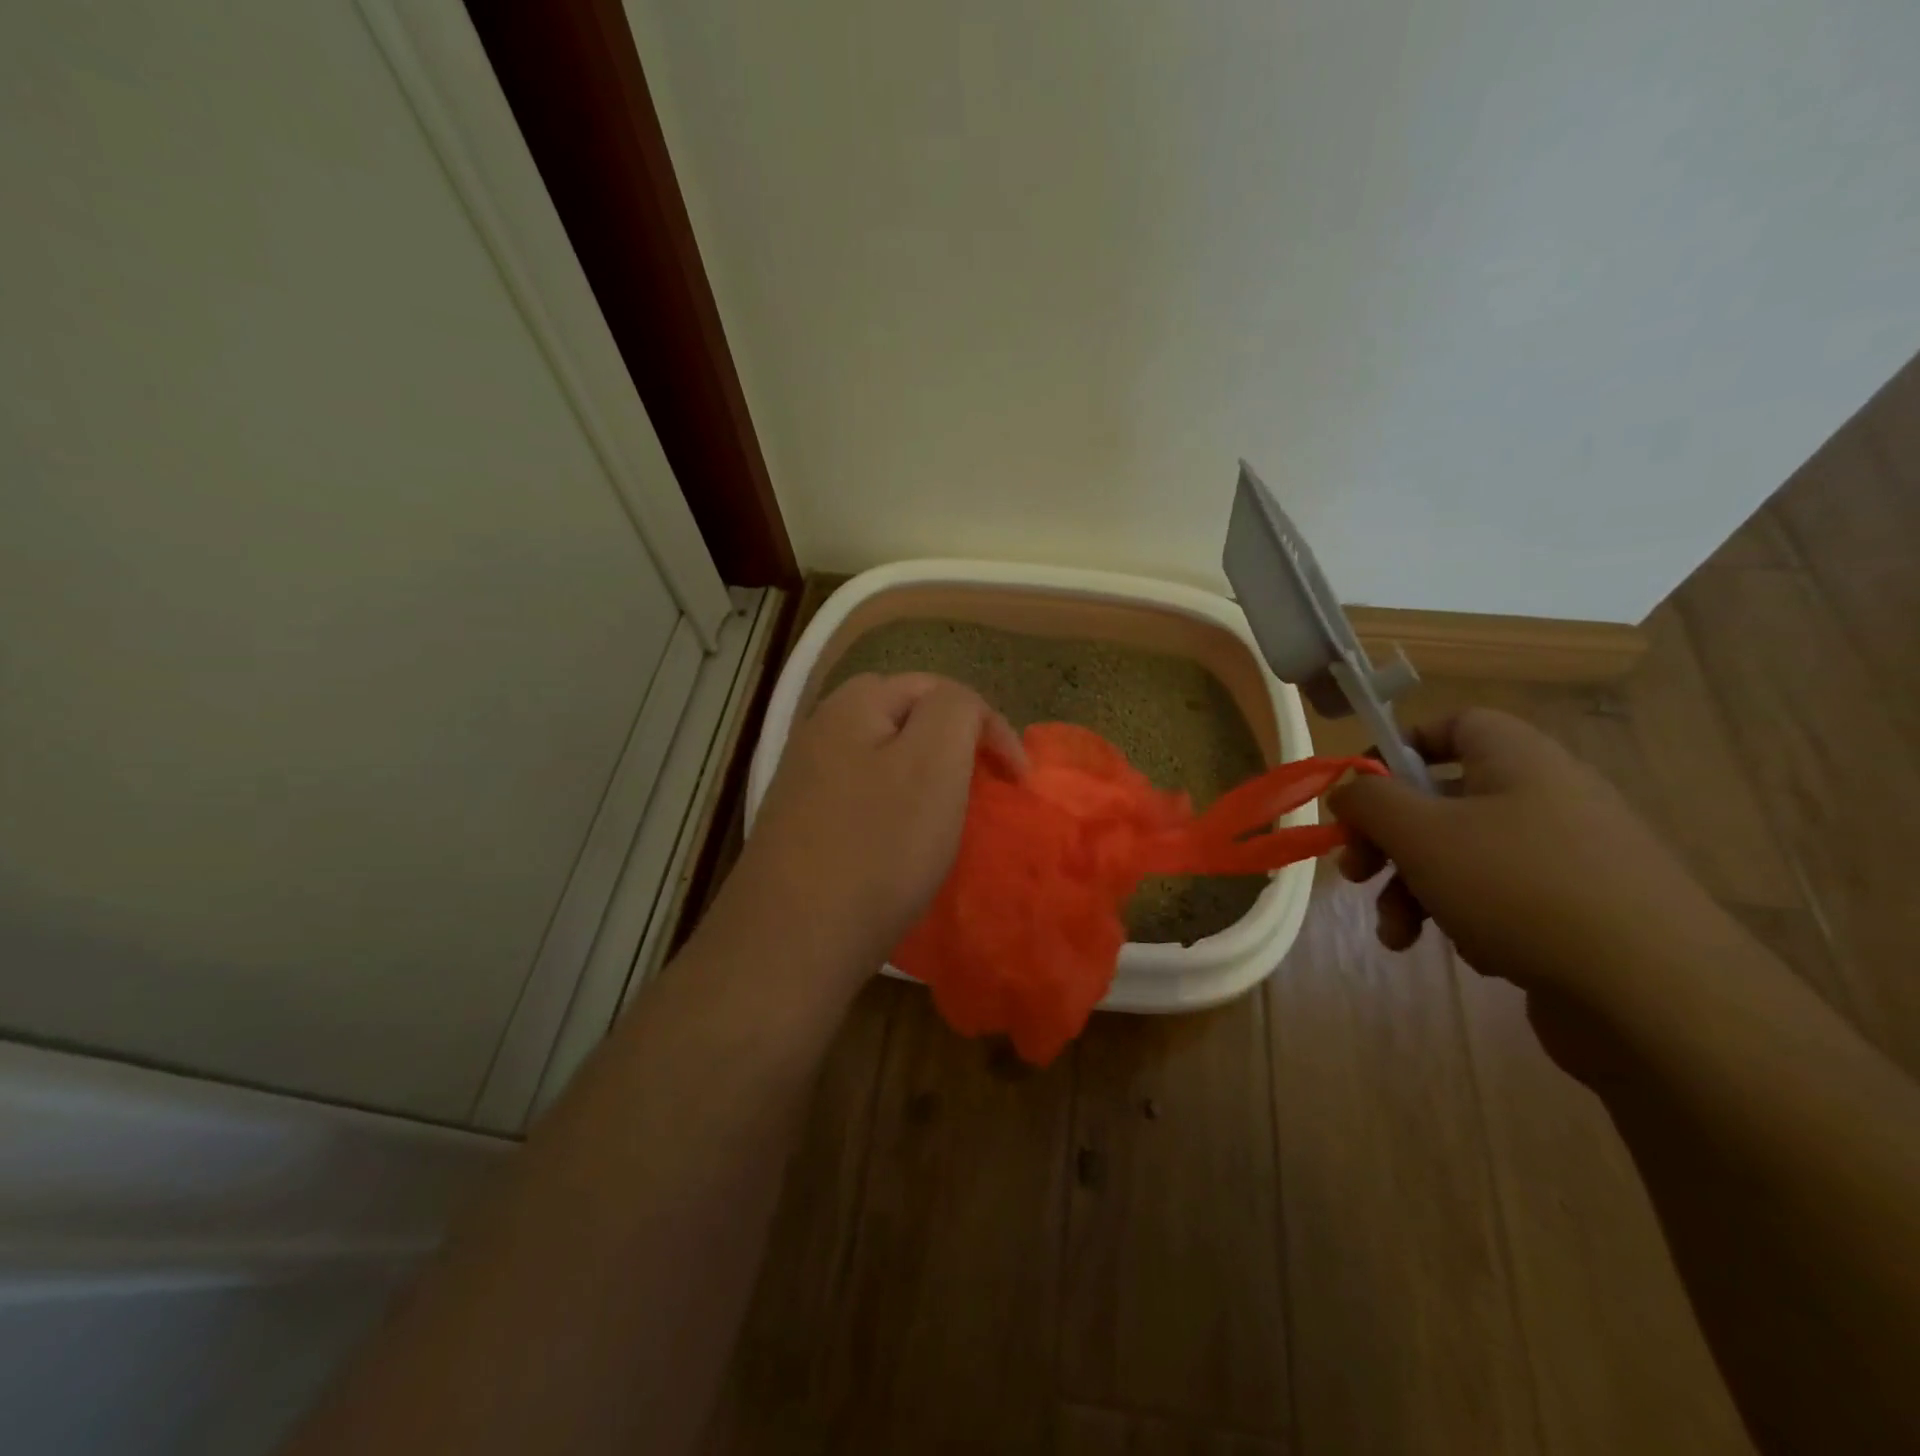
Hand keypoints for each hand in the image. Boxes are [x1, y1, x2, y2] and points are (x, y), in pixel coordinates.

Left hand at [720, 673, 1024, 979]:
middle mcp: (821, 730)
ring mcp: (806, 779)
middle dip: (951, 742)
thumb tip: (960, 709)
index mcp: (853, 705)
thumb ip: (955, 711)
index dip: (987, 724)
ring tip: (947, 813)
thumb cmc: (876, 848)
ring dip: (922, 775)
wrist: (791, 941)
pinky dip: (893, 806)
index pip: (939, 689)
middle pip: (905, 716)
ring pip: (883, 757)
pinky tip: (899, 841)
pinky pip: (863, 795)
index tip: (1016, 779)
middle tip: (980, 784)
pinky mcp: (802, 823)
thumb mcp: (934, 763)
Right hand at [1328, 707, 1726, 1010]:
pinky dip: (1466, 919)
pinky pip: (1500, 898)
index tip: (1360, 793)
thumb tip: (1349, 791)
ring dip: (1413, 891)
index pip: (1452, 726)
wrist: (1657, 997)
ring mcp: (1567, 857)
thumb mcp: (1420, 833)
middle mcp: (1546, 797)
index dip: (1398, 750)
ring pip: (1462, 857)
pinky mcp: (1579, 912)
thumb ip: (1370, 800)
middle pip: (1442, 800)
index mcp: (1517, 759)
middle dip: (1388, 841)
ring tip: (1397, 935)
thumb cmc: (1519, 888)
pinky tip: (1469, 953)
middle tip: (1356, 874)